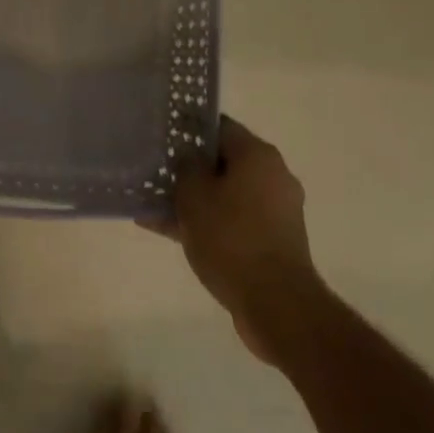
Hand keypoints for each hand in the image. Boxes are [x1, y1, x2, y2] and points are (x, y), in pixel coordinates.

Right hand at [164, 116, 322, 362]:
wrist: (277, 305)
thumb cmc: (231, 238)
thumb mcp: (194, 195)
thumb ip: (185, 167)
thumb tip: (188, 158)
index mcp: (258, 154)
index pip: (218, 127)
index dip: (188, 131)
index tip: (164, 140)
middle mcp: (273, 176)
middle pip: (223, 162)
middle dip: (190, 170)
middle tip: (157, 175)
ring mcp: (277, 211)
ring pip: (226, 195)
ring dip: (196, 201)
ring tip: (156, 209)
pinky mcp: (275, 242)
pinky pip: (235, 222)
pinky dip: (210, 225)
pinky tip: (173, 235)